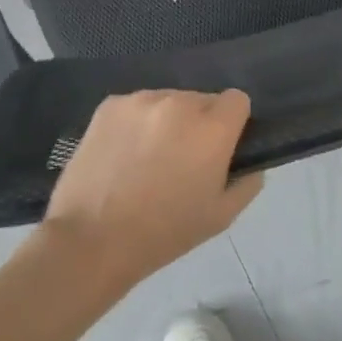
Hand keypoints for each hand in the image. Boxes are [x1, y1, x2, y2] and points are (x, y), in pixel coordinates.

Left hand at [41, 89, 262, 285]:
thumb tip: (251, 163)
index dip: (233, 122)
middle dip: (199, 123)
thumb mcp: (221, 217)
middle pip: (202, 100)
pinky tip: (123, 153)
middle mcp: (179, 103)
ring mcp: (141, 100)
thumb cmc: (163, 233)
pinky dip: (136, 123)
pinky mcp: (109, 105)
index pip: (237, 100)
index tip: (220, 147)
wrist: (91, 240)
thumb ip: (247, 182)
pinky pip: (136, 107)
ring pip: (168, 101)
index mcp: (212, 128)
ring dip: (167, 121)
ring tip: (148, 158)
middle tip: (183, 158)